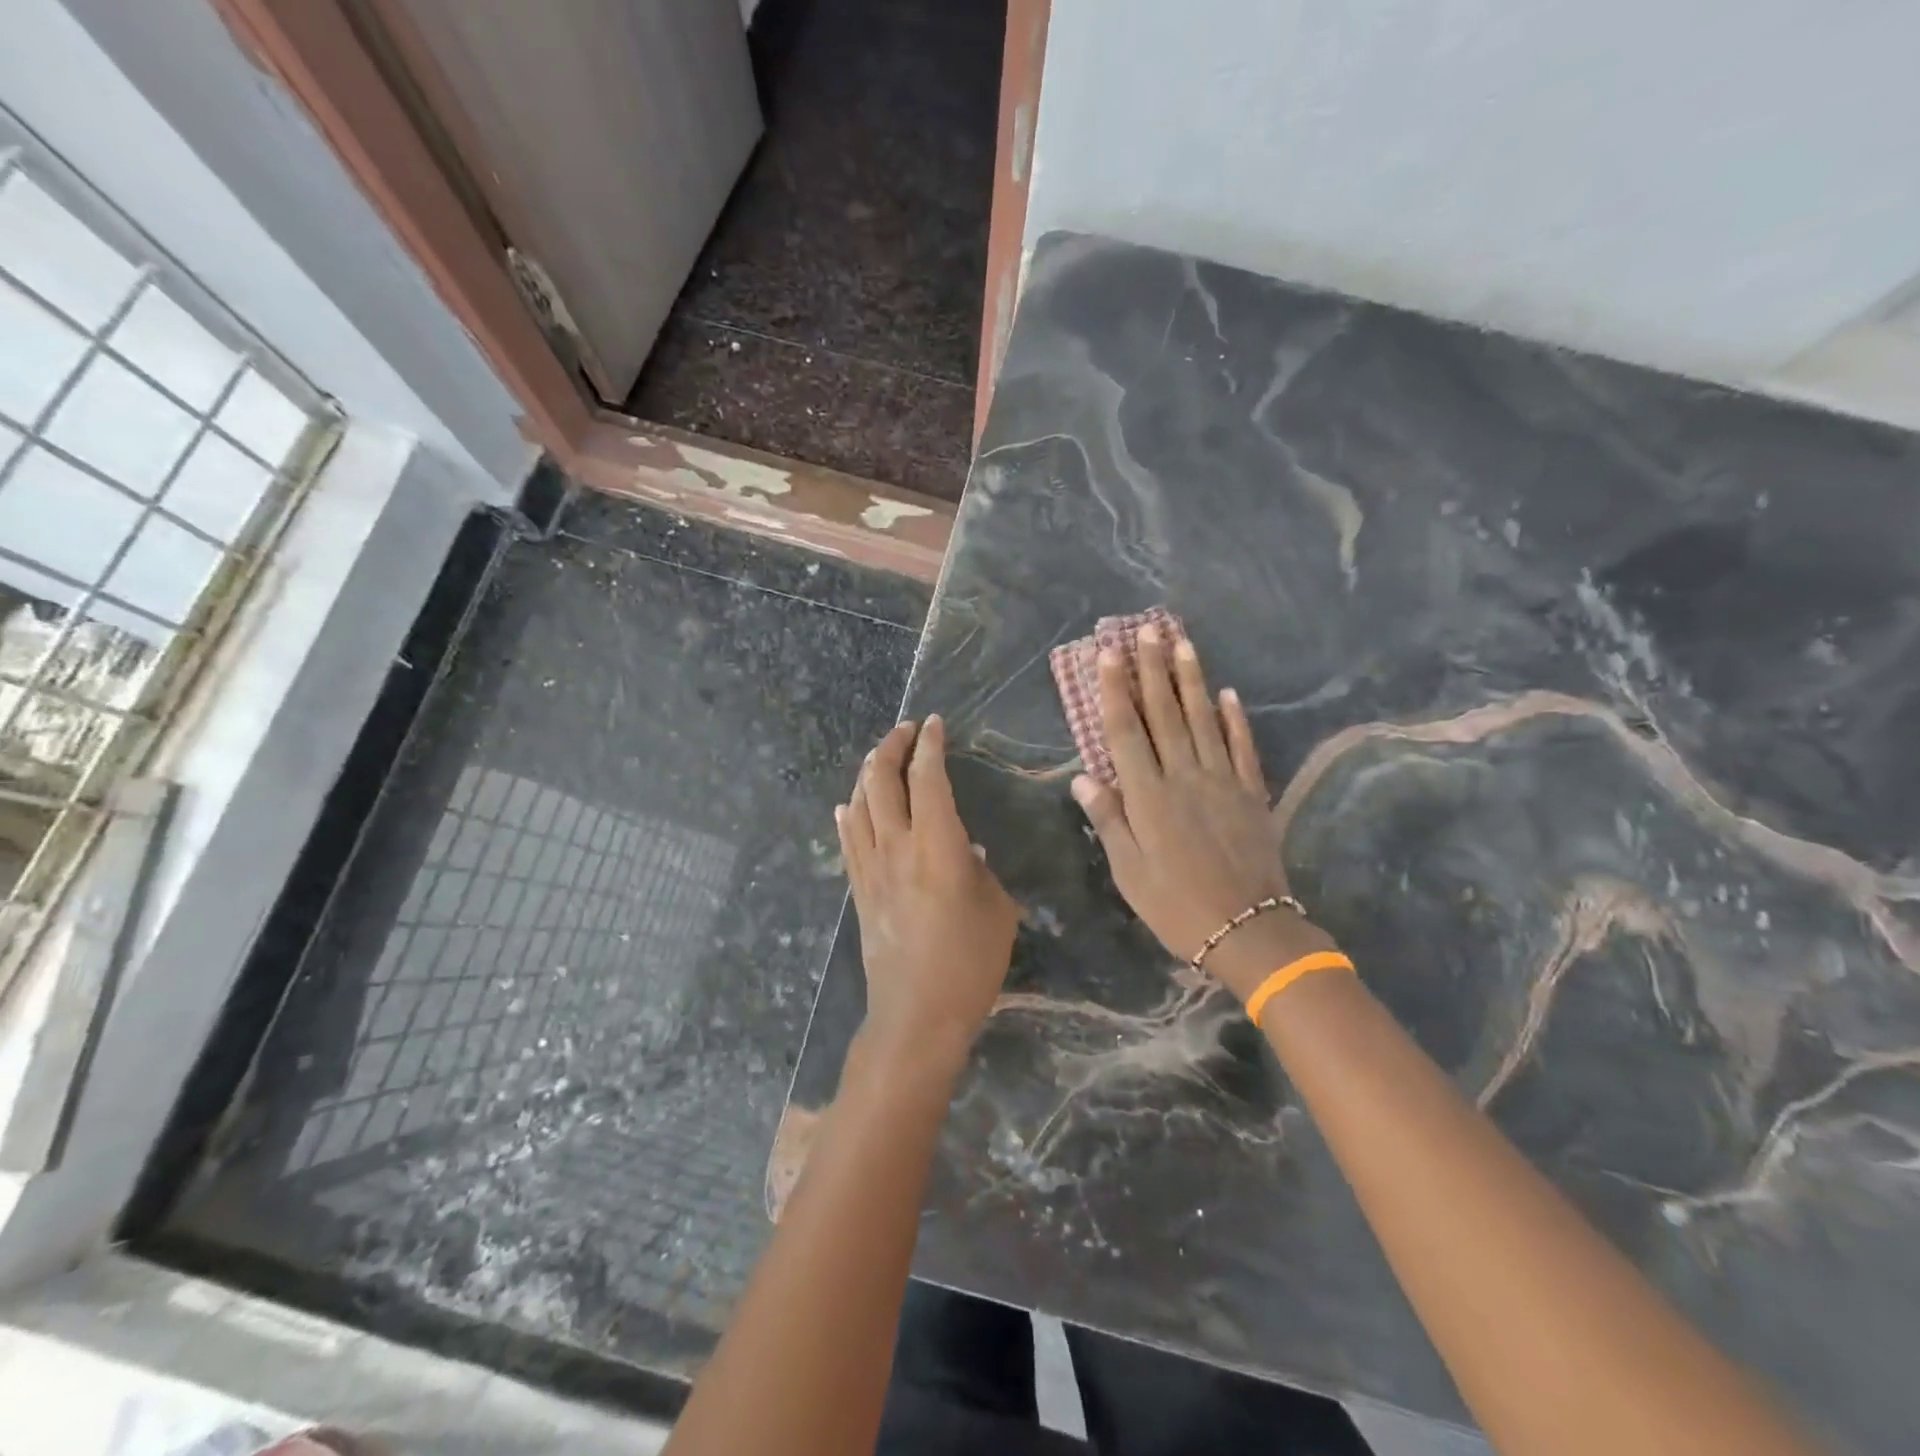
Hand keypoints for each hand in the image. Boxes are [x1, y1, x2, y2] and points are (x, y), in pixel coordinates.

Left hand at [837, 716, 1019, 1064]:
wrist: (917, 1014)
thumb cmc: (970, 963)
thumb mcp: (997, 909)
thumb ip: (981, 871)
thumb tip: (966, 851)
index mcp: (938, 844)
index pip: (928, 777)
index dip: (930, 745)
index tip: (934, 724)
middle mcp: (897, 845)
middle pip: (882, 780)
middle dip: (892, 747)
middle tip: (905, 730)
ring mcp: (871, 867)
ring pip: (859, 803)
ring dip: (867, 772)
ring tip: (879, 756)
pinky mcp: (858, 890)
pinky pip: (847, 840)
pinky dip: (848, 814)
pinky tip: (848, 805)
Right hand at [1070, 628, 1335, 999]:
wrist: (1248, 930)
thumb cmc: (1176, 905)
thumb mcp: (1129, 872)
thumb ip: (1108, 819)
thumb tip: (1083, 777)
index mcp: (1148, 796)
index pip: (1126, 732)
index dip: (1114, 691)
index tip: (1107, 654)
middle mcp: (1184, 777)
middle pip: (1164, 714)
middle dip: (1152, 669)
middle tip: (1145, 630)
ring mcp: (1222, 781)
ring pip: (1203, 720)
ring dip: (1191, 680)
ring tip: (1182, 642)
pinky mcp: (1251, 793)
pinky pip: (1242, 747)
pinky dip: (1235, 719)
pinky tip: (1228, 694)